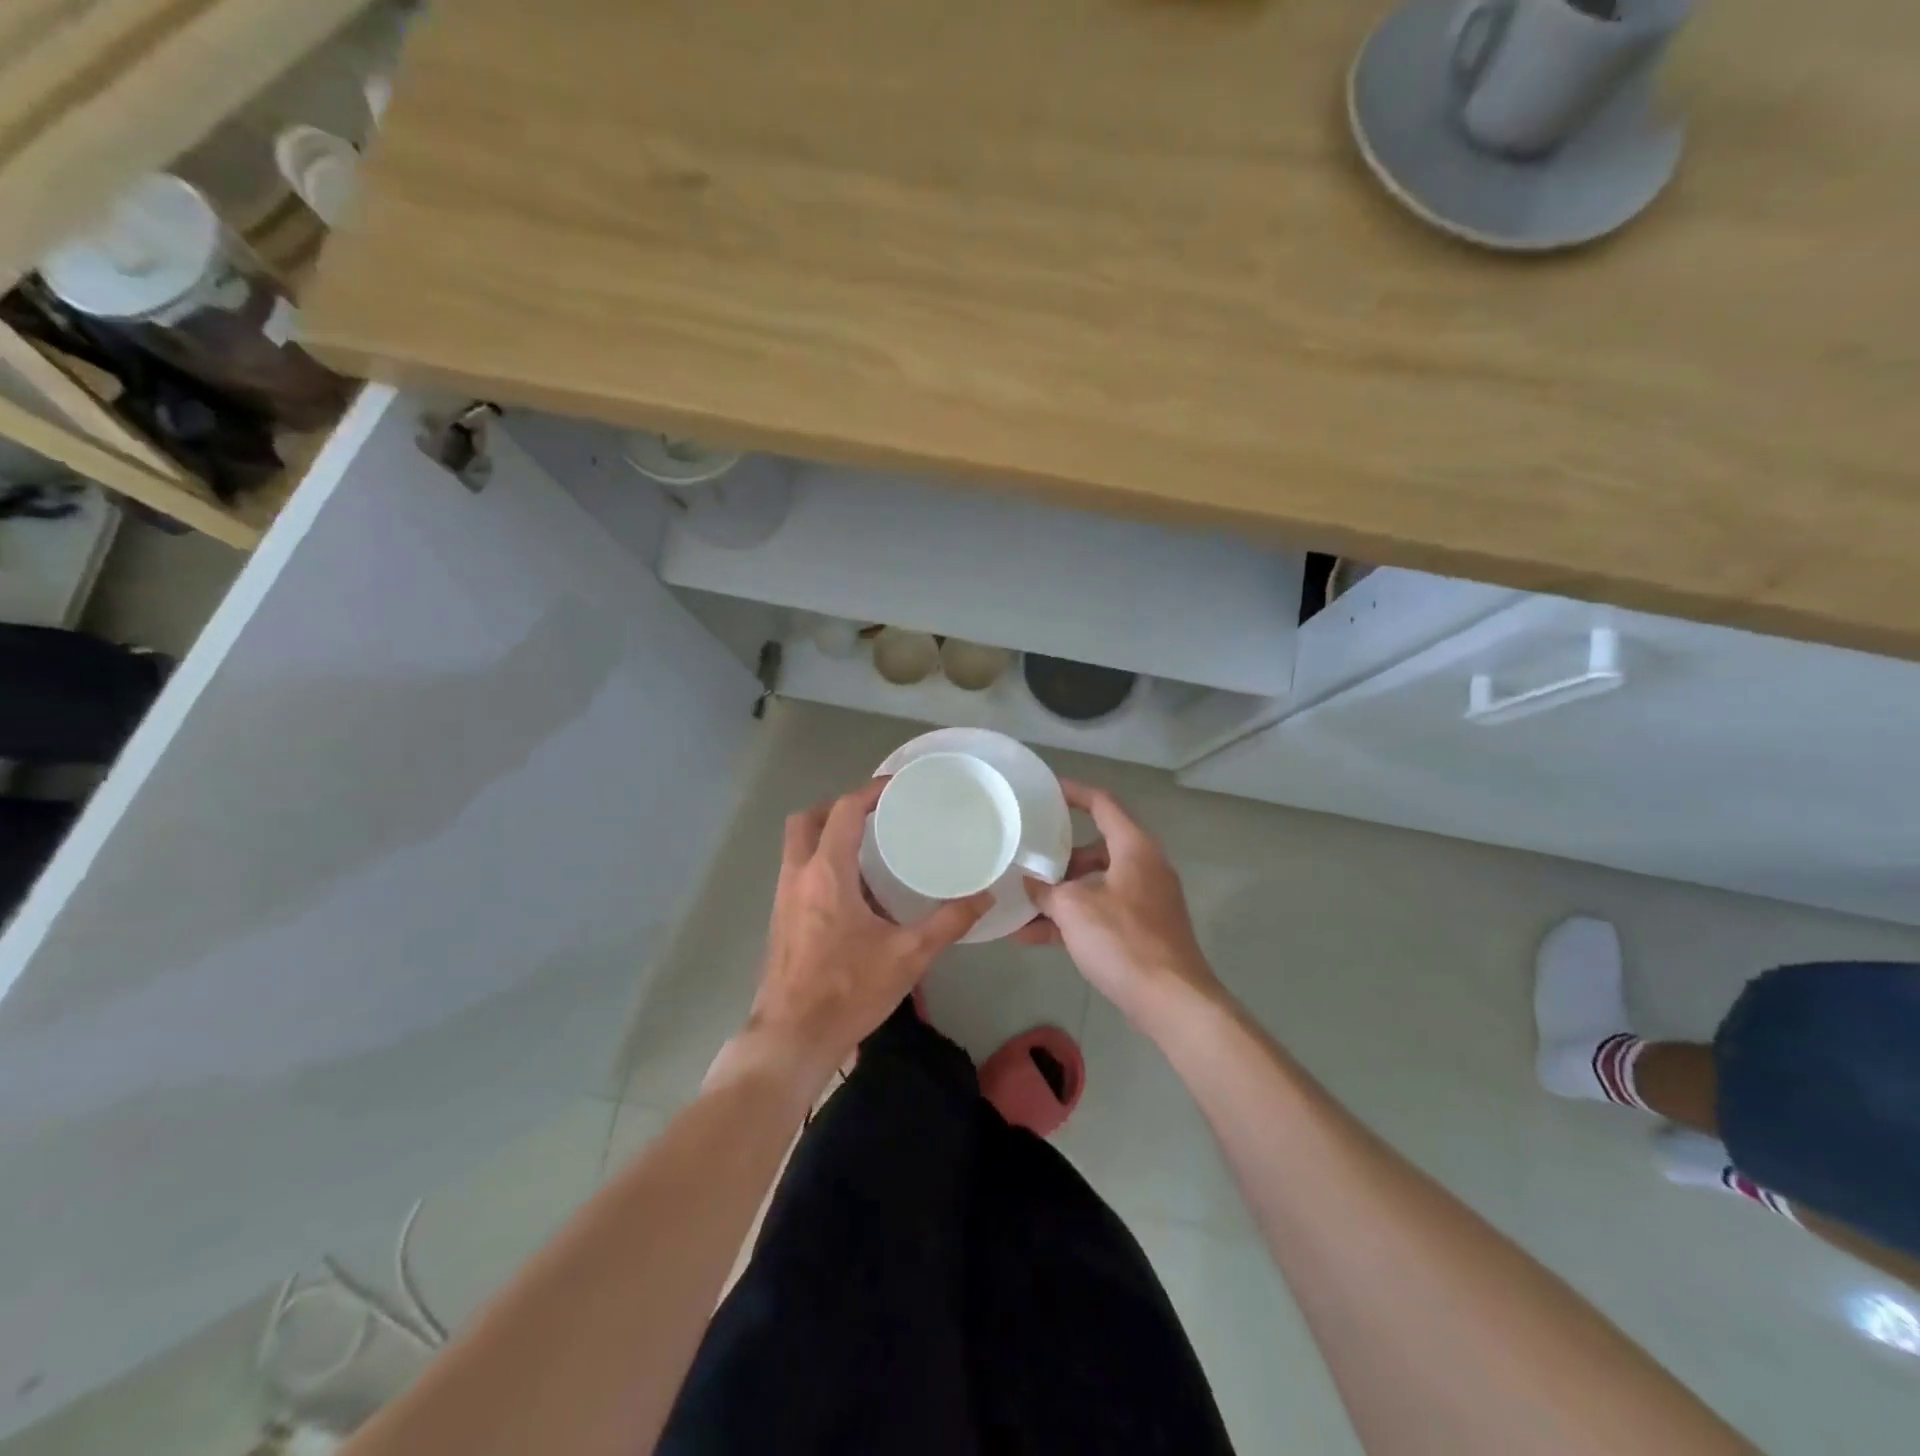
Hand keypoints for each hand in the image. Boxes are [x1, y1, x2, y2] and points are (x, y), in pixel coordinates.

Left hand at [727, 778, 990, 1091]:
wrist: (792, 1038)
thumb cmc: (848, 991)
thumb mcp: (908, 956)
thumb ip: (949, 923)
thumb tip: (985, 897)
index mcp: (827, 874)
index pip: (844, 811)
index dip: (870, 792)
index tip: (897, 787)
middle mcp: (798, 876)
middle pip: (807, 820)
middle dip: (838, 808)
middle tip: (874, 815)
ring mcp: (783, 898)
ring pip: (797, 846)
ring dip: (827, 835)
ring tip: (869, 847)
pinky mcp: (781, 920)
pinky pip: (799, 872)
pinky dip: (821, 863)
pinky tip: (854, 891)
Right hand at [1018, 781, 1220, 1022]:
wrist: (1171, 1001)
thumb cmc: (1123, 940)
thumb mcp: (1074, 909)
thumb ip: (1046, 891)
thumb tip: (1029, 884)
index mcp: (1134, 848)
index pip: (1102, 804)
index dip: (1073, 793)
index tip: (1044, 792)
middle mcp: (1143, 867)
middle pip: (1095, 849)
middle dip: (1057, 857)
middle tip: (1026, 858)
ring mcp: (1144, 901)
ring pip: (1094, 885)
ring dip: (1059, 895)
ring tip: (1019, 903)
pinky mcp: (1141, 931)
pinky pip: (1099, 914)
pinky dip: (1071, 920)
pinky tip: (1032, 937)